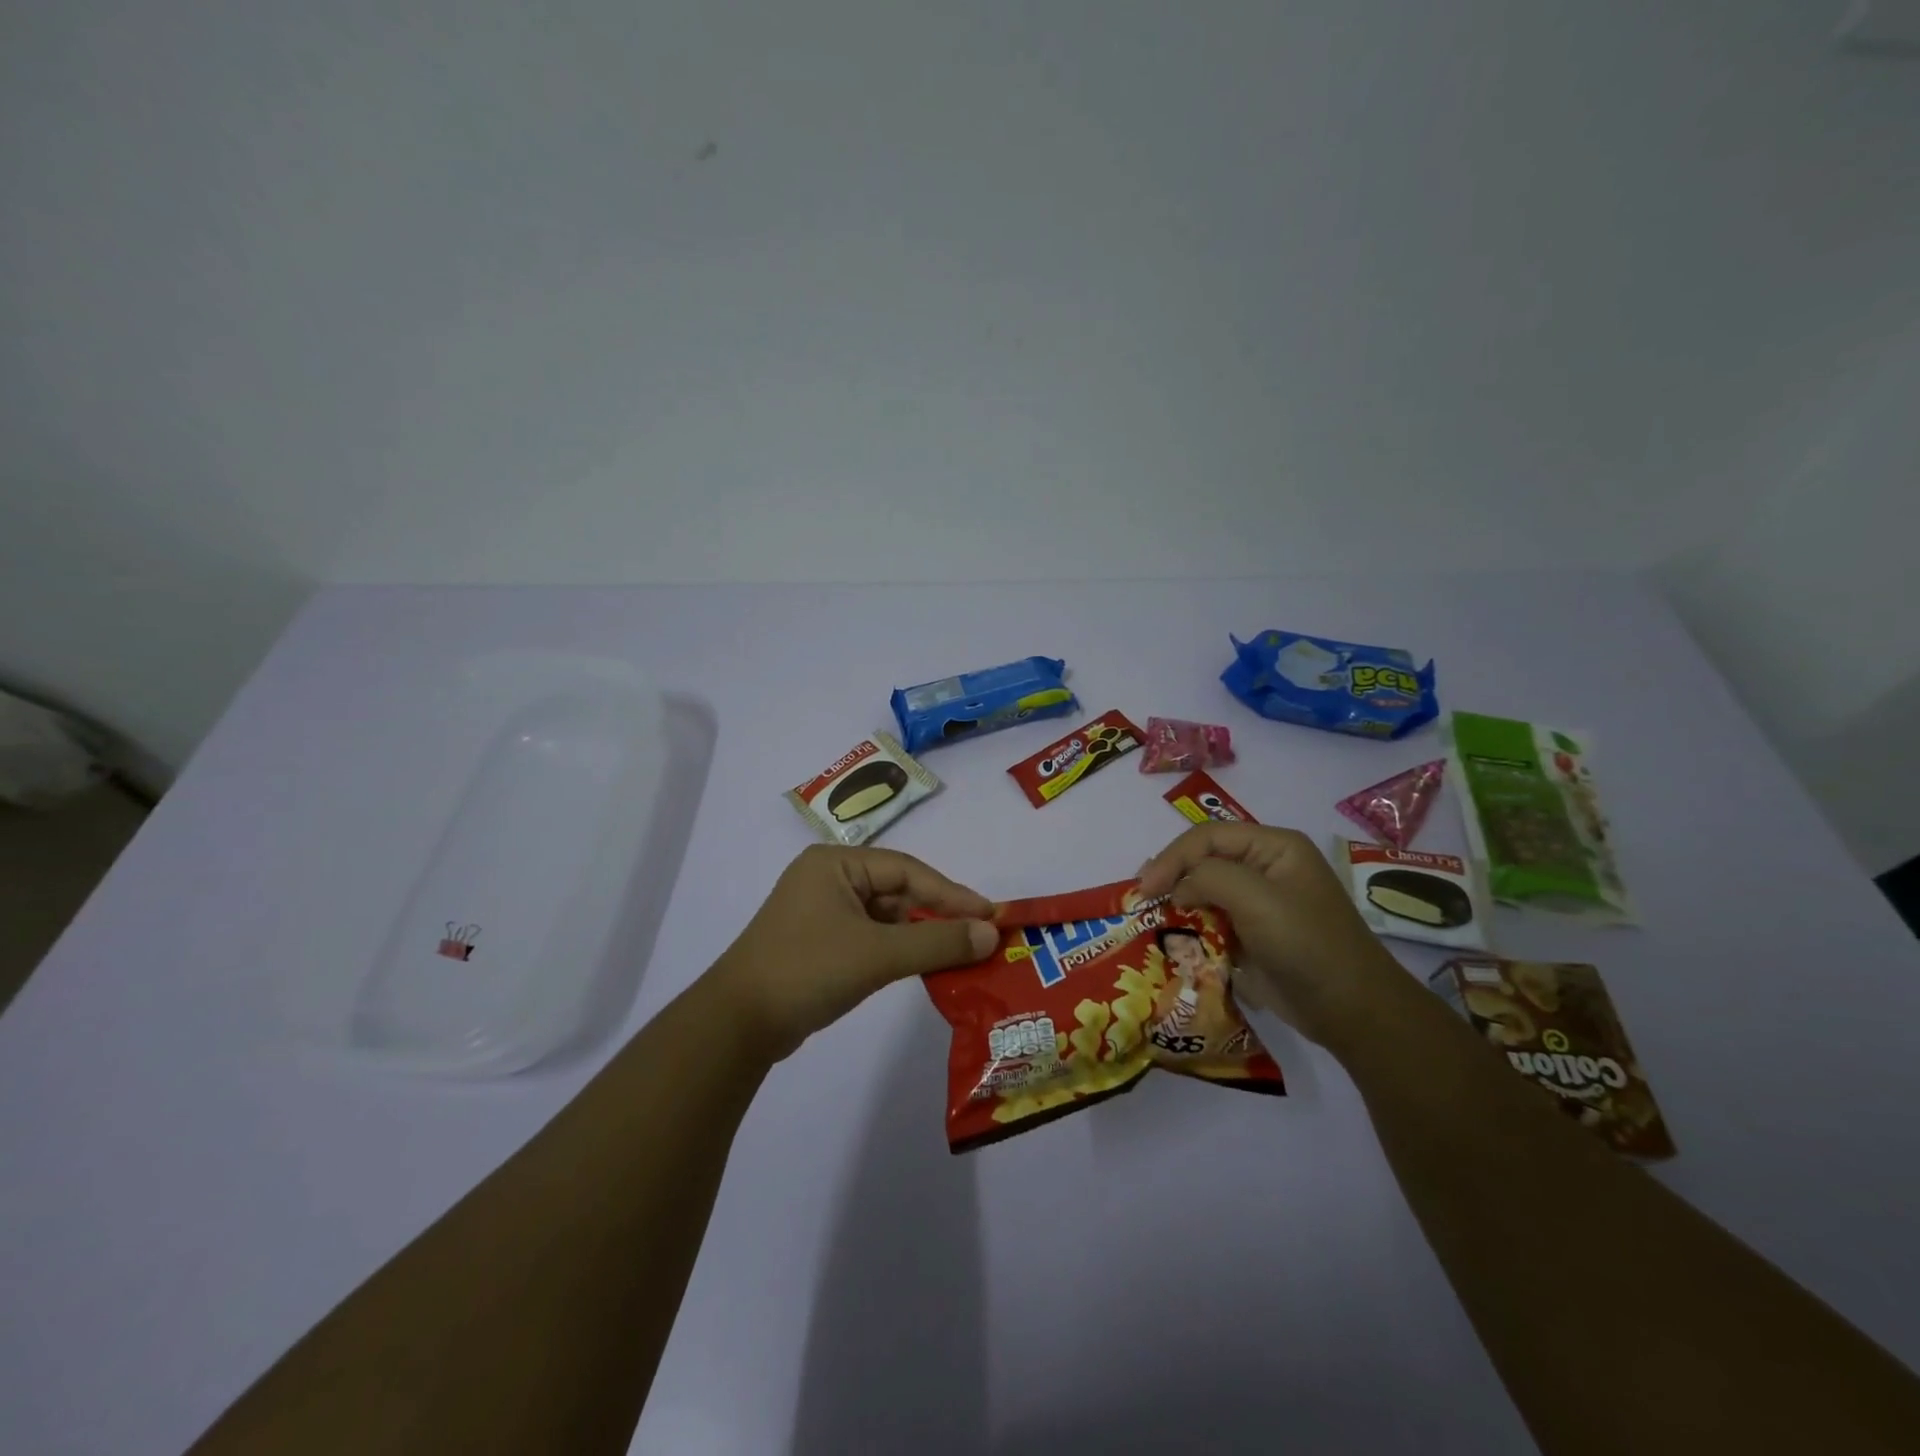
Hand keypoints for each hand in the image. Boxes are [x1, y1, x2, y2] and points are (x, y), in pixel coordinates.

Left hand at [703, 845, 997, 1063]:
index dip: (952, 894)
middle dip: (937, 916)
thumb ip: (938, 943)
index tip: (991, 915)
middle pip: (898, 892)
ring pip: (886, 917)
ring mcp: (821, 912)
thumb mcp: (878, 954)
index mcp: (835, 864)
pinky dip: (898, 951)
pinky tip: (923, 966)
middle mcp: (828, 879)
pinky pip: (871, 938)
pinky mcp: (819, 943)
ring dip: (920, 936)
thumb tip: (991, 933)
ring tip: (960, 955)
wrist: (736, 1026)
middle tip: (980, 937)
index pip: (907, 871)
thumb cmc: (807, 970)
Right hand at [1137, 823, 1418, 1051]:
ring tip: (1150, 919)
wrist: (1352, 1012)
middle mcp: (1264, 868)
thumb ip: (1209, 877)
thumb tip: (1177, 889)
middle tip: (1142, 901)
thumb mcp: (1257, 899)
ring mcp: (1258, 904)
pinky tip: (1171, 940)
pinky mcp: (1251, 936)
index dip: (1173, 857)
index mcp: (1274, 847)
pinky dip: (1189, 930)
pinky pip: (1210, 923)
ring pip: (1203, 892)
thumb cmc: (1308, 945)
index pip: (1208, 836)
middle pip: (1203, 860)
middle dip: (1171, 878)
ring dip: (1177, 905)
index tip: (1146, 888)